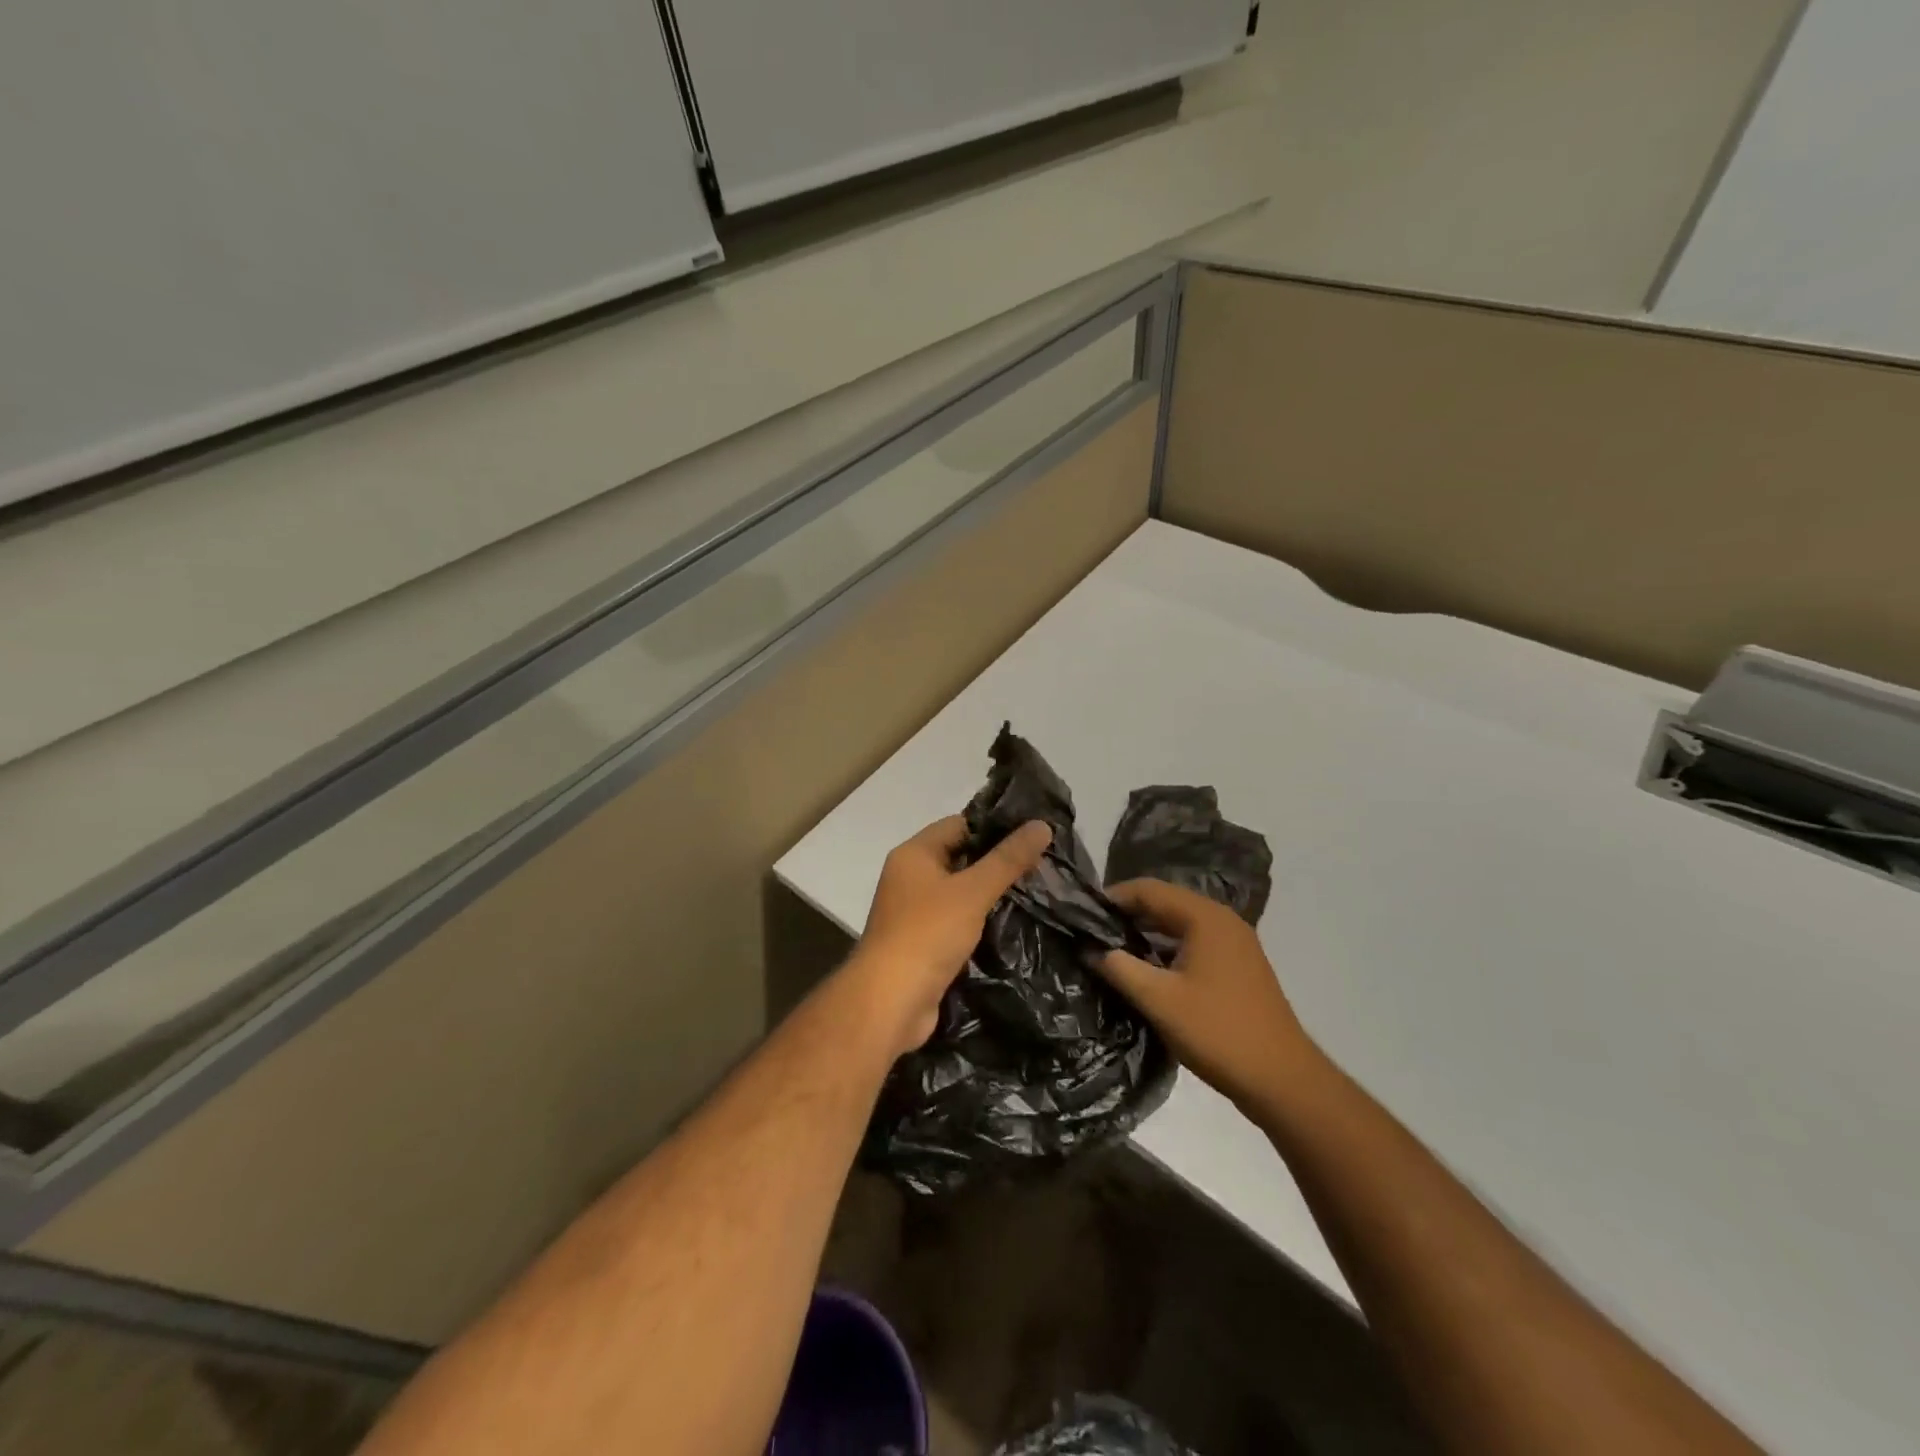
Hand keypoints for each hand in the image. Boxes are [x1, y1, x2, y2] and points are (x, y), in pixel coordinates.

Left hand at [846, 815, 1051, 1056]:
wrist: (890, 1002)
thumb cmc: (928, 934)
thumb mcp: (973, 891)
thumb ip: (1007, 859)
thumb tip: (1042, 825)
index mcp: (914, 854)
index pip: (959, 825)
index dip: (994, 827)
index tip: (1033, 833)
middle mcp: (910, 877)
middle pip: (960, 857)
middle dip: (997, 861)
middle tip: (1042, 862)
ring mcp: (915, 911)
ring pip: (960, 891)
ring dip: (990, 893)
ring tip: (1035, 890)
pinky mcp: (923, 942)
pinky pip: (957, 920)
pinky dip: (979, 919)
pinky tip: (1011, 922)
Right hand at [1093, 878, 1319, 1111]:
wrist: (1282, 1080)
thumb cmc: (1217, 1032)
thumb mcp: (1159, 1000)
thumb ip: (1119, 968)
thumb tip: (1089, 949)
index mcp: (1204, 917)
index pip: (1149, 890)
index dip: (1114, 898)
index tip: (1083, 914)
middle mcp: (1222, 920)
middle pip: (1166, 902)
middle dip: (1129, 914)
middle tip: (1093, 932)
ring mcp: (1235, 943)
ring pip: (1180, 924)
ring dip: (1148, 933)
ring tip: (1113, 950)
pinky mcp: (1239, 966)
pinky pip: (1195, 943)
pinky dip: (1168, 948)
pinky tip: (1148, 970)